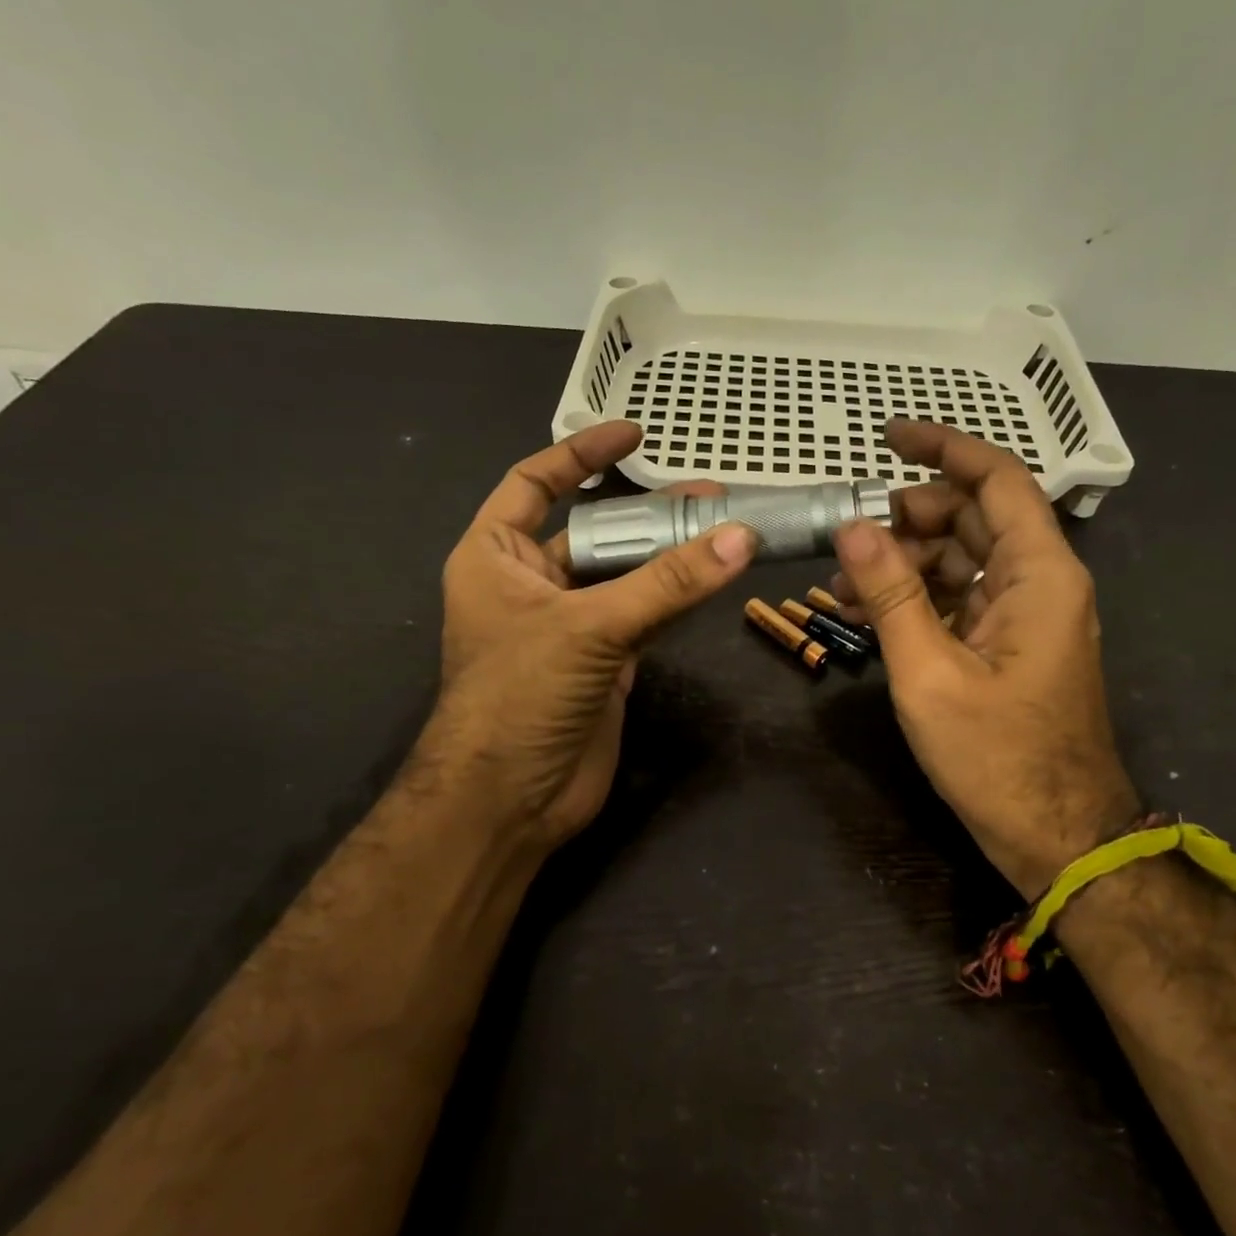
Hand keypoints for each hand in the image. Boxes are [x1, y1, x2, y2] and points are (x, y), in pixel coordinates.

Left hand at [420, 422, 756, 856]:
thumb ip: (667, 583)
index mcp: (495, 557)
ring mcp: (570, 625)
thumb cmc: (521, 696)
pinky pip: (645, 616)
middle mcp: (530, 583)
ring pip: (625, 575)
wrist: (510, 801)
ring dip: (669, 554)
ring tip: (725, 528)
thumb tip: (740, 537)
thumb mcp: (589, 628)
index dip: (580, 455)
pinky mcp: (603, 662)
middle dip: (646, 510)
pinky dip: (677, 598)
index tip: (633, 434)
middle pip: (594, 530)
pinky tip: (713, 578)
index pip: (533, 483)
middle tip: (709, 494)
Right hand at [831, 420, 1139, 899]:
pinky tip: (868, 615)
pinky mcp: (1010, 645)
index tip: (888, 437)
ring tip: (845, 585)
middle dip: (910, 517)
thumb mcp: (929, 673)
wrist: (1056, 835)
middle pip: (974, 518)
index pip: (997, 479)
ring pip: (963, 560)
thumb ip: (891, 595)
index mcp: (1040, 574)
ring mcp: (1026, 615)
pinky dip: (918, 599)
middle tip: (850, 536)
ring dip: (905, 563)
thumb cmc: (997, 757)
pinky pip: (962, 600)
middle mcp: (1041, 582)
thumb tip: (852, 526)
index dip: (943, 449)